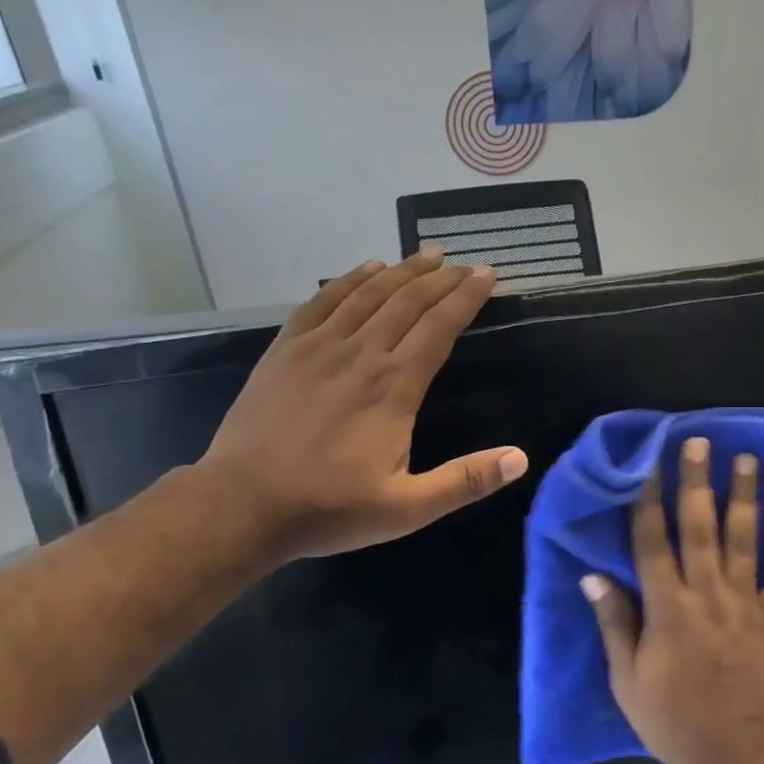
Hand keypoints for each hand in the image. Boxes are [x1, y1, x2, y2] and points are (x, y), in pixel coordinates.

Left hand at [198, 250, 527, 563]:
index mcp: (394, 387)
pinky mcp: (286, 350)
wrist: (243, 504)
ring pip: (368, 294)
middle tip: (464, 263)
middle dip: (441, 278)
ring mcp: (319, 347)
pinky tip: (366, 269)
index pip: (440, 327)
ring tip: (427, 255)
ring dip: (402, 271)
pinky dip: (348, 279)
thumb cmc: (330, 507)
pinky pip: (322, 301)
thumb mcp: (408, 508)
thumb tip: (520, 459)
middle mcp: (361, 353)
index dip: (466, 298)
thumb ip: (465, 481)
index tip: (487, 275)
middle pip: (408, 301)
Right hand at [581, 436, 763, 763]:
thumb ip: (614, 622)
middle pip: (700, 526)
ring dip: (745, 498)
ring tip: (748, 460)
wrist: (735, 754)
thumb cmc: (672, 718)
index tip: (648, 465)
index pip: (652, 541)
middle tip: (699, 442)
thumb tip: (592, 577)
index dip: (648, 500)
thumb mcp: (627, 678)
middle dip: (697, 481)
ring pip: (744, 540)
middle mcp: (707, 593)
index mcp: (667, 607)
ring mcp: (744, 604)